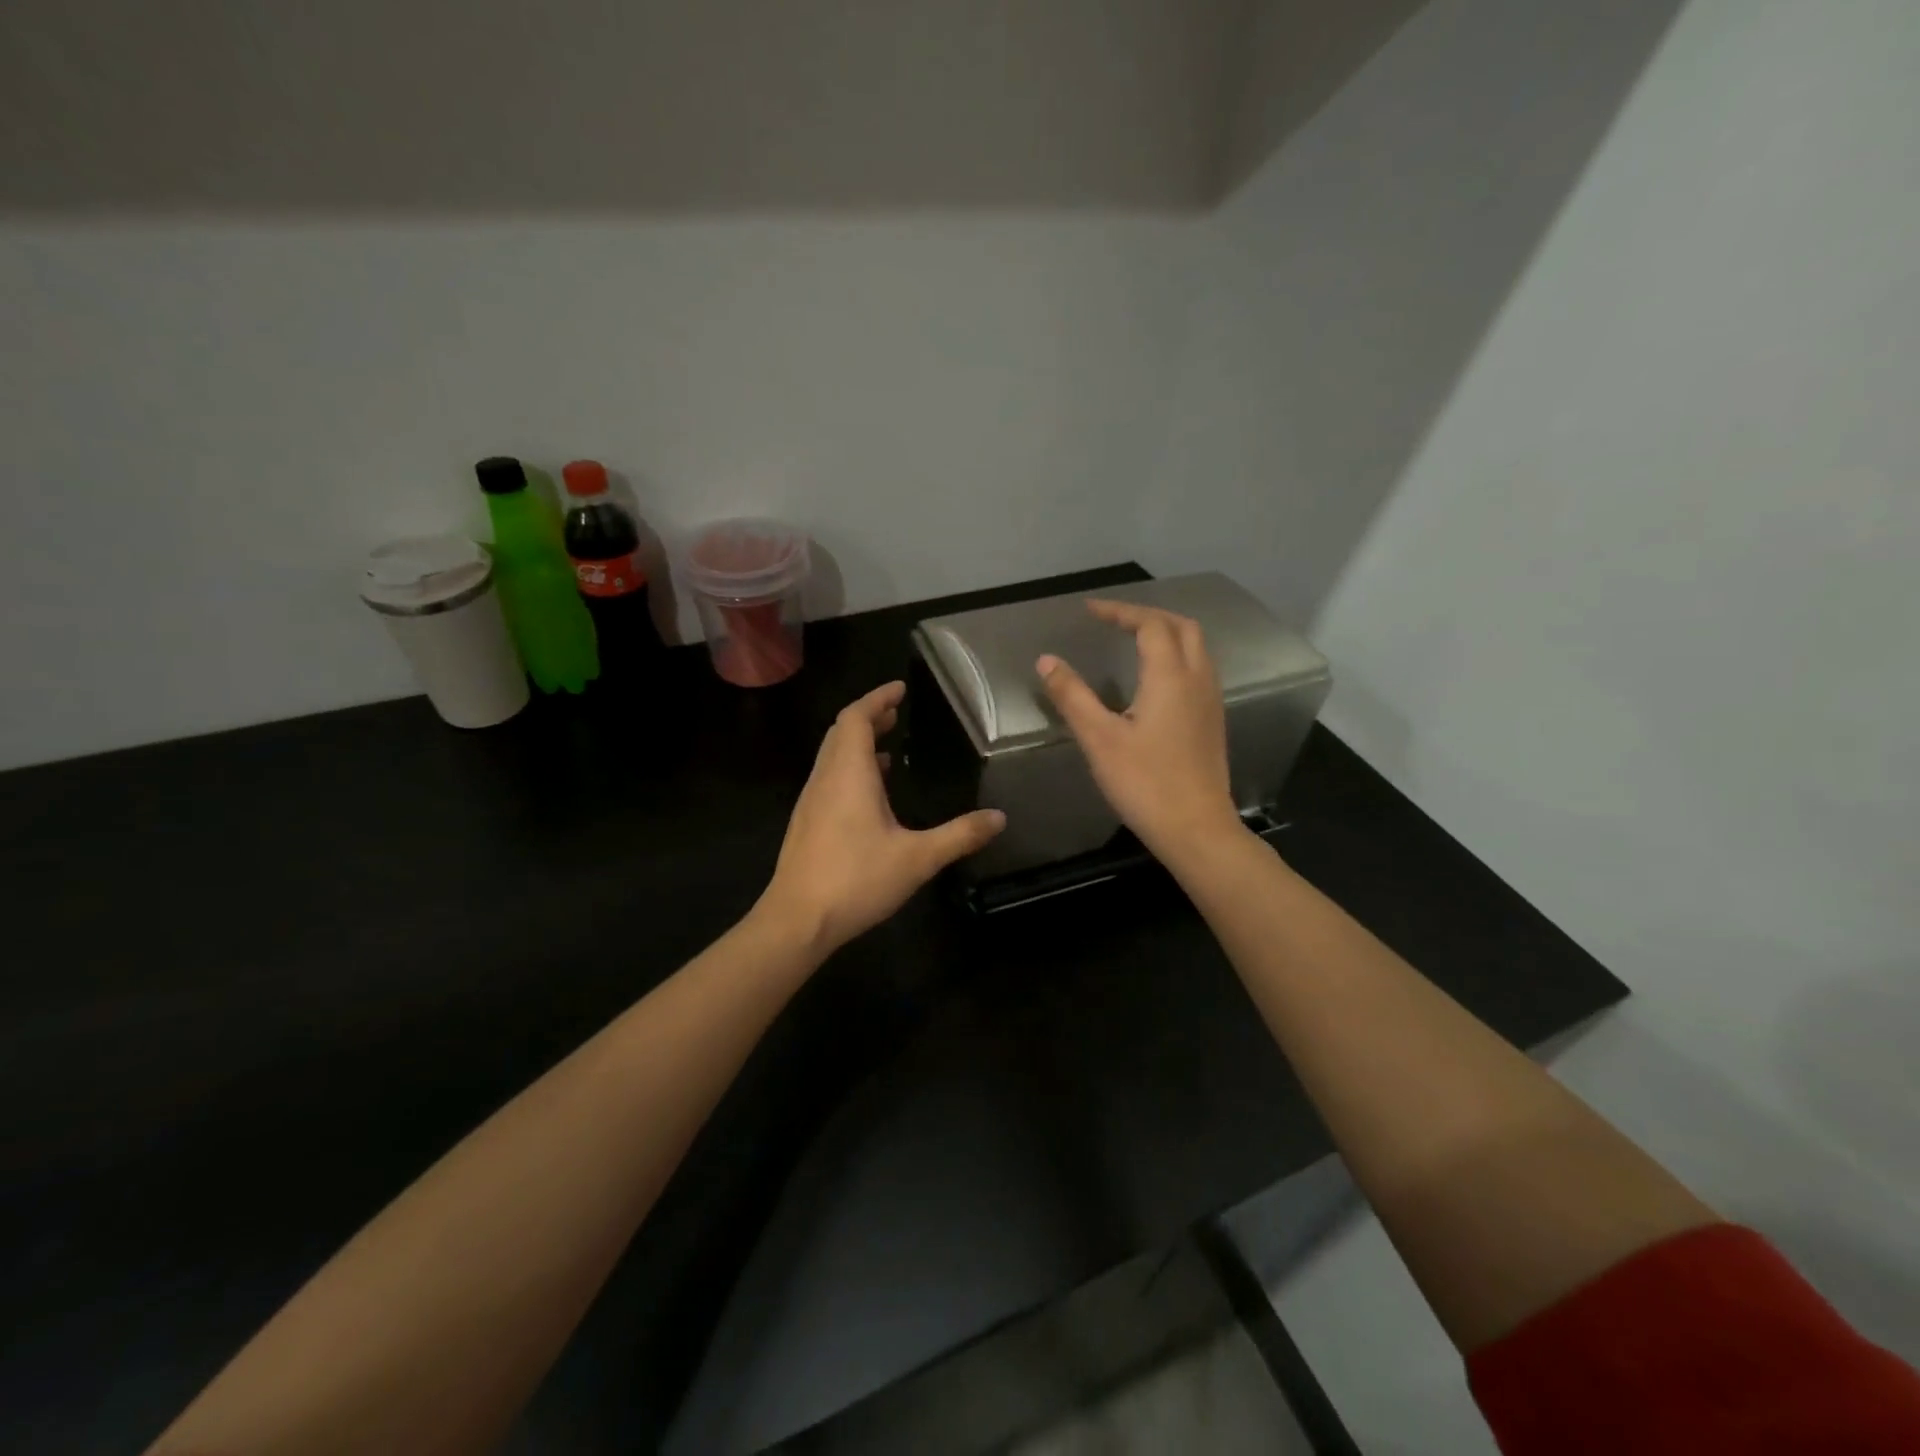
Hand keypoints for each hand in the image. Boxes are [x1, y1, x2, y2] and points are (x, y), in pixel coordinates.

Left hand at [757, 681, 1005, 952]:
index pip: (856, 718)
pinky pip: (829, 778)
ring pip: (832, 755)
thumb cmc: (856, 880)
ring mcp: (811, 801)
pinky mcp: (806, 823)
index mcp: (849, 774)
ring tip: (888, 747)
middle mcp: (825, 779)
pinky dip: (850, 768)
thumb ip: (959, 835)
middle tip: (897, 712)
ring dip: (858, 743)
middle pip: (842, 732)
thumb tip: (999, 818)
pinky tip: (871, 794)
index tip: (900, 689)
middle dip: (869, 716)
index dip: (877, 698)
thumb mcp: (917, 858)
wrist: (796, 921)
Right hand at [1037, 600, 1242, 859]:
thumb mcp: (1099, 739)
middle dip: (1148, 616)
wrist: (1196, 829)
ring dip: (1166, 634)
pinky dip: (1177, 656)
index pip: (1149, 624)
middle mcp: (1197, 680)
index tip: (1090, 611)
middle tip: (1114, 621)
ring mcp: (1210, 701)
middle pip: (1181, 627)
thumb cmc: (1145, 783)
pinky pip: (1199, 670)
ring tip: (1133, 641)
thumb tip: (1046, 660)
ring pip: (1196, 648)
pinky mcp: (1212, 722)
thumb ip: (1072, 696)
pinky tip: (1155, 679)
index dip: (1120, 611)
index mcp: (1170, 677)